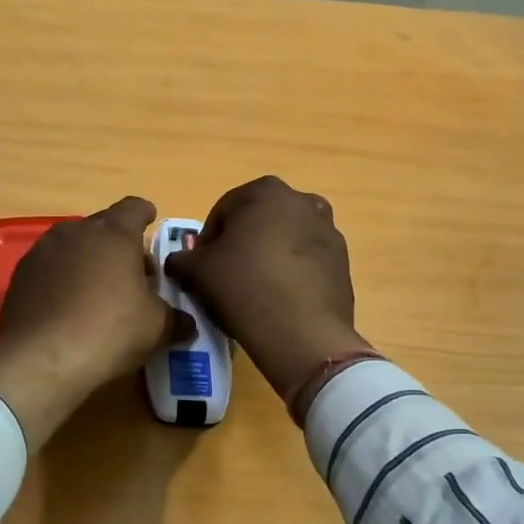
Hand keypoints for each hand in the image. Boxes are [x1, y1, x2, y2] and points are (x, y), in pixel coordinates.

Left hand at [0, 196, 186, 448]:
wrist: (41, 358)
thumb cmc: (110, 330)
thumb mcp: (156, 327)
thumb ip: (174, 318)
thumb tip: (187, 324)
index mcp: (114, 233)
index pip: (134, 208)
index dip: (145, 214)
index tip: (151, 221)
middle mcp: (76, 231)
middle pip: (103, 227)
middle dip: (118, 245)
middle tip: (133, 273)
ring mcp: (43, 250)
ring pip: (73, 246)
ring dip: (88, 260)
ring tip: (99, 291)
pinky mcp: (20, 275)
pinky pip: (50, 268)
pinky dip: (62, 278)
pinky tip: (68, 306)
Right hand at [163, 176, 365, 398]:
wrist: (301, 332)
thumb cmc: (242, 286)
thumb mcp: (197, 271)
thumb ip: (182, 259)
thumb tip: (179, 261)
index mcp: (265, 191)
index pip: (223, 211)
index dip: (207, 240)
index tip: (201, 267)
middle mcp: (302, 200)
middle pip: (258, 221)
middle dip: (241, 244)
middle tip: (226, 276)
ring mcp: (328, 230)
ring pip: (285, 240)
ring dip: (269, 256)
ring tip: (255, 290)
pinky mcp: (343, 262)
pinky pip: (307, 262)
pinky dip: (292, 273)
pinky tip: (280, 300)